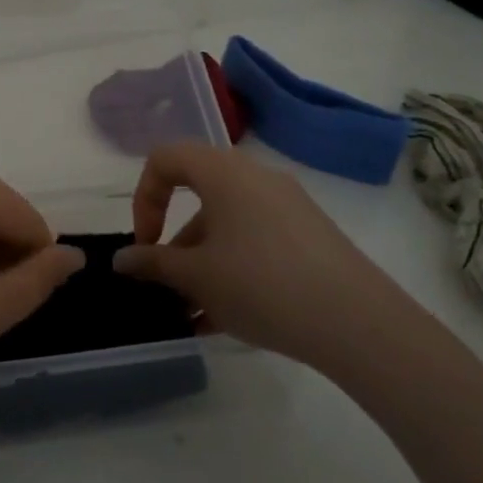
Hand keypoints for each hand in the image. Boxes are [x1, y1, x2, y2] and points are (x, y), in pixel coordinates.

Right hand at [113, 142, 391, 369]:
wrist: (359, 323)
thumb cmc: (261, 284)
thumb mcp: (197, 276)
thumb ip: (153, 263)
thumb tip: (123, 259)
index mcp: (223, 172)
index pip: (165, 159)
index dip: (144, 198)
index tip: (145, 244)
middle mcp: (255, 177)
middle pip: (198, 196)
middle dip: (175, 242)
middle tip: (168, 283)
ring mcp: (287, 206)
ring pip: (228, 225)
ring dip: (203, 263)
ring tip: (194, 315)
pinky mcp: (310, 236)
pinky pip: (256, 242)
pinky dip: (233, 269)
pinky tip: (225, 319)